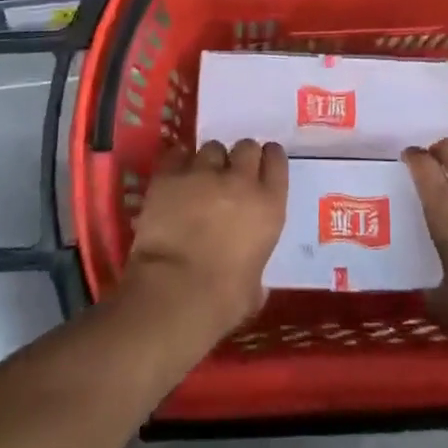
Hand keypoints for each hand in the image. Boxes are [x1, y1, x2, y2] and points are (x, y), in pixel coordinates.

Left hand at [124, 139, 286, 339]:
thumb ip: (256, 268)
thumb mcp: (254, 286)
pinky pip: (177, 155)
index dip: (269, 159)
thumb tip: (253, 279)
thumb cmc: (222, 301)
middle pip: (246, 146)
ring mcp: (203, 173)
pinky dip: (179, 163)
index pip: (276, 159)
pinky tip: (176, 178)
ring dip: (209, 162)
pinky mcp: (170, 176)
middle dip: (239, 157)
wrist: (174, 295)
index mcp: (268, 205)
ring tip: (200, 179)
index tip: (262, 166)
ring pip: (211, 148)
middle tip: (230, 175)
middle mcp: (240, 180)